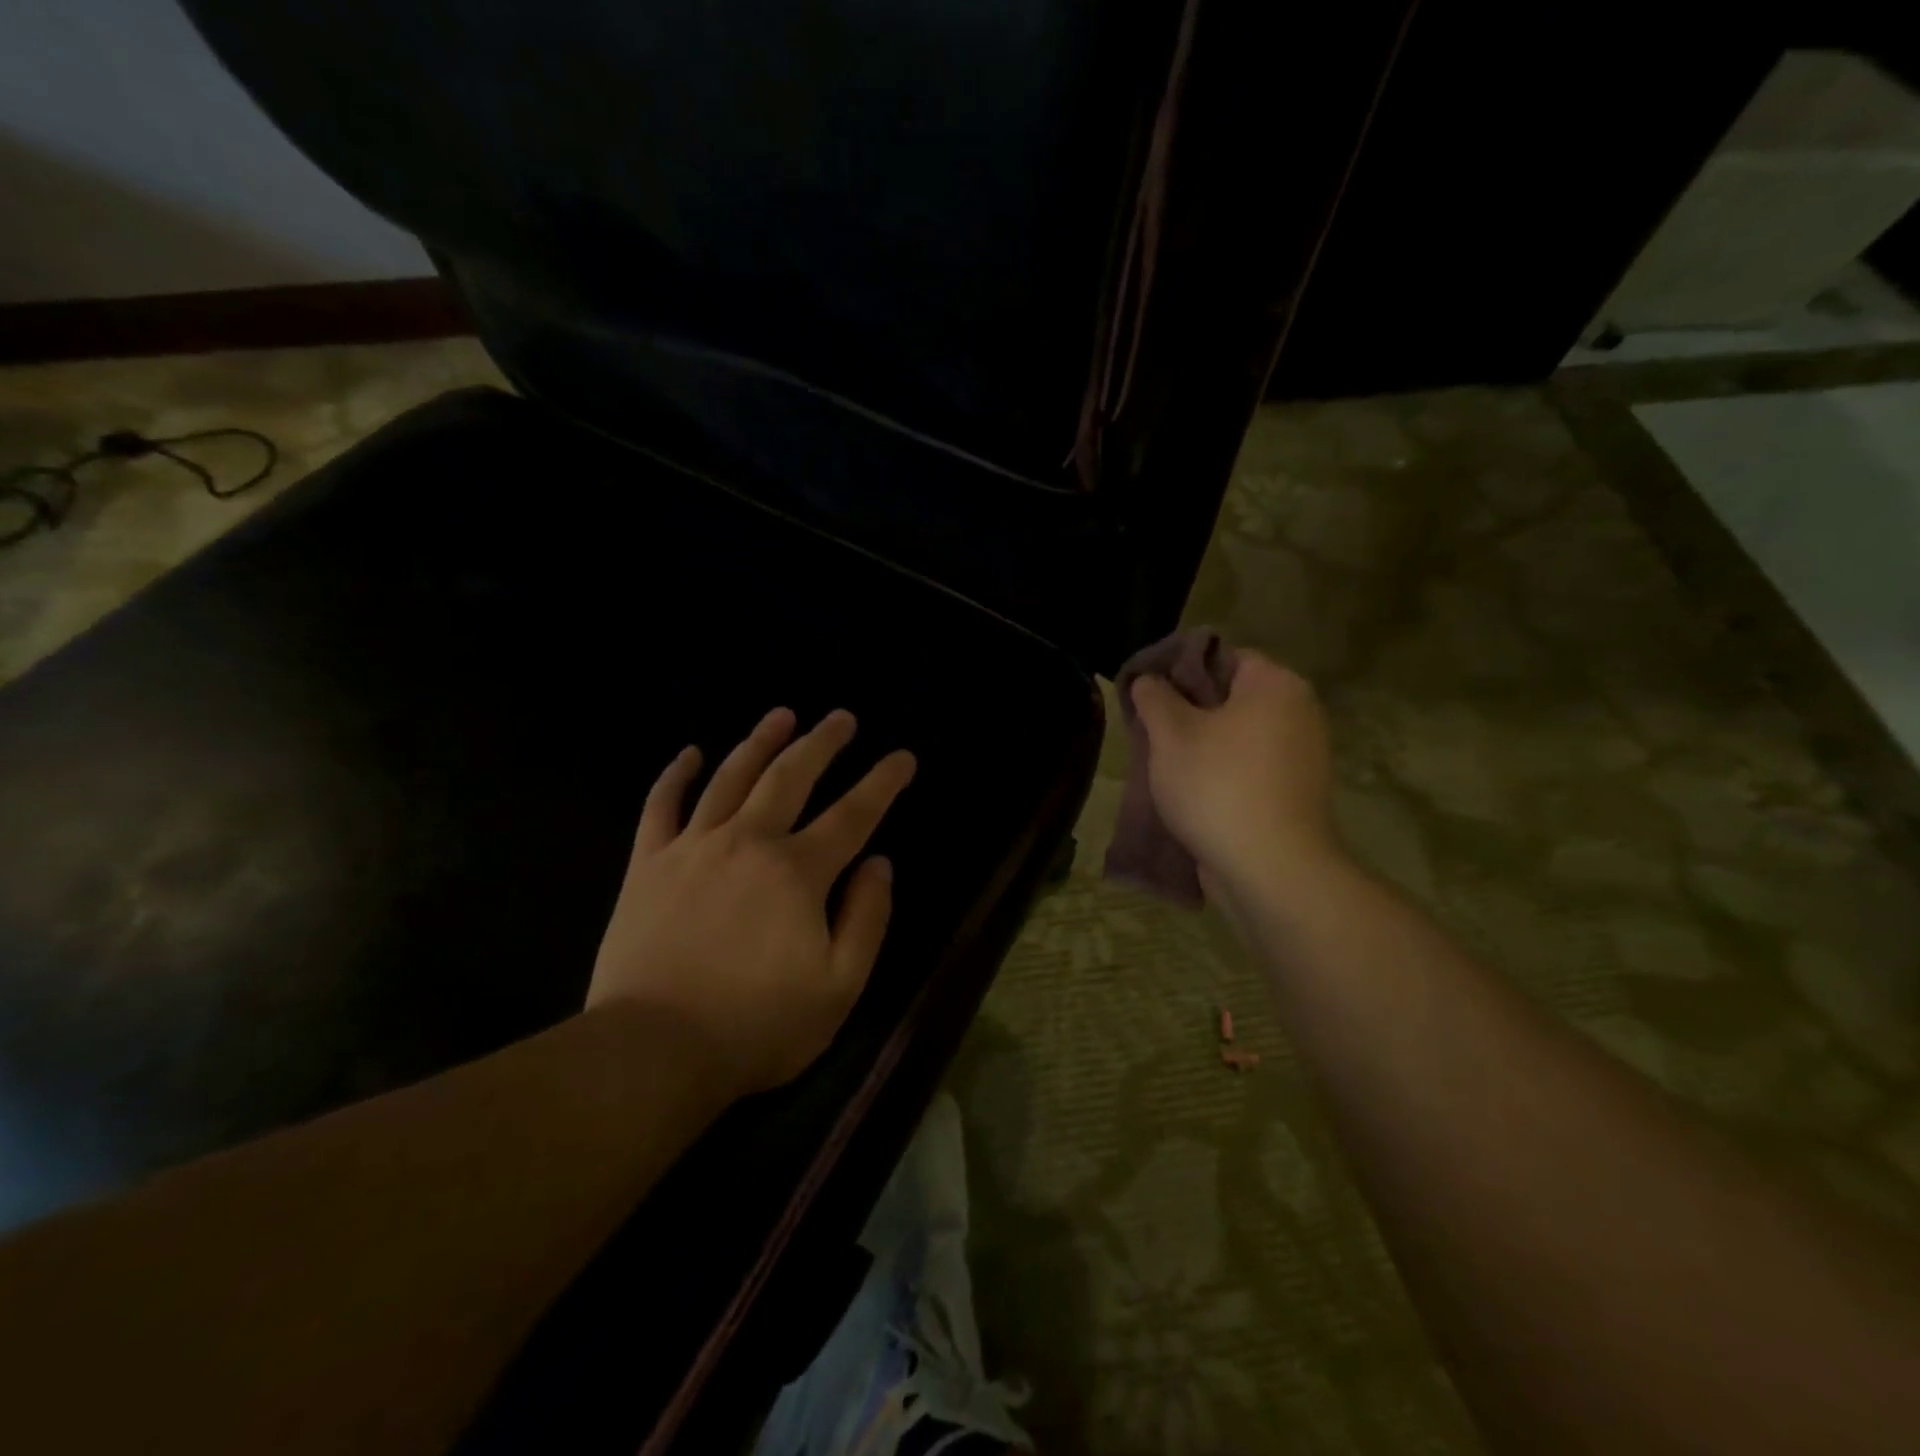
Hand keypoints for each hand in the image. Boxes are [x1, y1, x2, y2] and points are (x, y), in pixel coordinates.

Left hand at [587, 707, 915, 1097]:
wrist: (652, 1052)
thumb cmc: (757, 1026)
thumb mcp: (839, 986)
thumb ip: (866, 918)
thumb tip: (879, 864)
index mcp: (798, 872)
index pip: (854, 814)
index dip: (883, 782)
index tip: (903, 757)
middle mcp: (749, 842)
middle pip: (790, 777)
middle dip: (822, 743)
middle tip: (841, 717)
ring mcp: (693, 848)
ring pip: (731, 778)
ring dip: (760, 741)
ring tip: (782, 715)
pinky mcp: (648, 865)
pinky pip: (661, 805)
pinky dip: (677, 774)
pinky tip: (691, 752)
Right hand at [1130, 650, 1337, 896]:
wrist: (1271, 869)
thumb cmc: (1217, 786)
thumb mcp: (1170, 734)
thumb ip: (1154, 697)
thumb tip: (1149, 679)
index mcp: (1275, 684)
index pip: (1221, 656)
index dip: (1179, 670)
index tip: (1147, 695)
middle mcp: (1299, 712)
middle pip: (1230, 697)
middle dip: (1187, 712)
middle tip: (1150, 733)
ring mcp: (1303, 755)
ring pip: (1237, 736)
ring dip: (1201, 747)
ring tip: (1164, 766)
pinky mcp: (1297, 793)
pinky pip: (1250, 768)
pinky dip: (1222, 774)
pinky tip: (1191, 794)